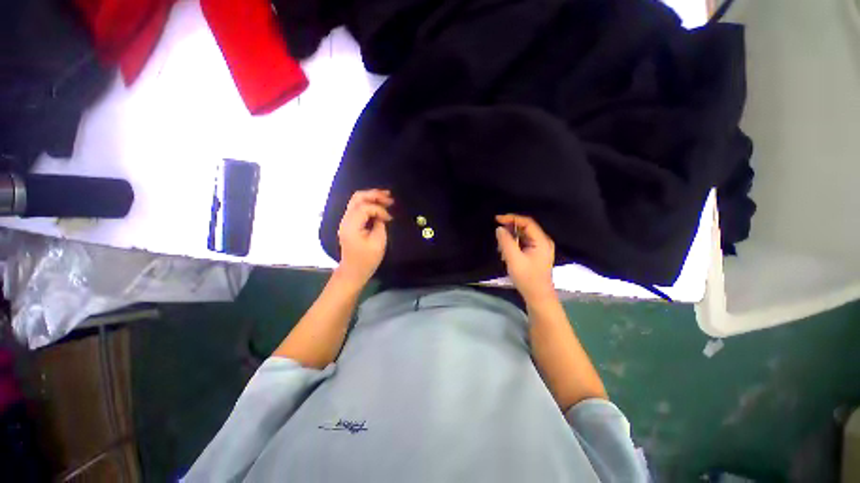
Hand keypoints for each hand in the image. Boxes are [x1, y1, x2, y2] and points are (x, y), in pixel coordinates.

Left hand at [335, 189, 393, 288]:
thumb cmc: (367, 259)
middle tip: (389, 197)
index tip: (390, 219)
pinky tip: (379, 205)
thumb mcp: (378, 242)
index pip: (365, 207)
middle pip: (358, 198)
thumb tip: (382, 215)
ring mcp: (346, 221)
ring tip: (386, 197)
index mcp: (351, 225)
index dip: (380, 209)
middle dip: (374, 195)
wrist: (353, 271)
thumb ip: (380, 225)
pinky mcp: (350, 223)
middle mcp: (346, 219)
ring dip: (371, 197)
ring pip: (357, 201)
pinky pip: (358, 208)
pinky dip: (369, 203)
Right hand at [495, 214, 555, 303]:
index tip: (497, 219)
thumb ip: (506, 242)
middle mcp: (543, 241)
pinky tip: (506, 253)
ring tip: (501, 248)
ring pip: (523, 236)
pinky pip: (524, 243)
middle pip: (525, 228)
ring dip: (511, 238)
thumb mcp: (513, 259)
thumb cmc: (527, 278)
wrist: (538, 297)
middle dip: (510, 229)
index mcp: (541, 241)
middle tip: (497, 235)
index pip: (527, 222)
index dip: (511, 218)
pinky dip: (514, 245)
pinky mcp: (536, 254)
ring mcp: (540, 248)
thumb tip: (499, 229)